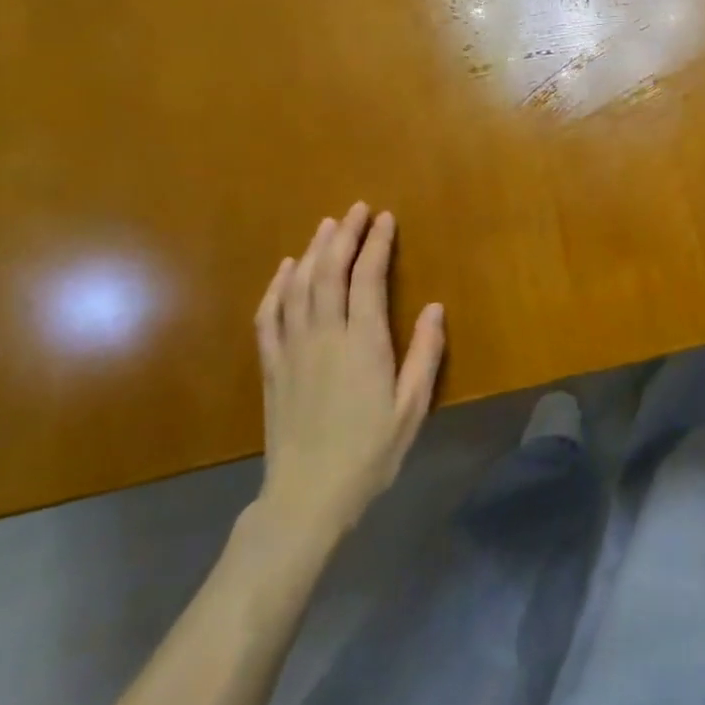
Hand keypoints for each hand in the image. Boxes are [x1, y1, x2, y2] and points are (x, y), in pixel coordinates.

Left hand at [248, 203, 445, 547]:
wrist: (307, 495)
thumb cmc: (370, 453)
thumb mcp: (411, 408)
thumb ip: (424, 355)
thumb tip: (434, 307)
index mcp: (363, 343)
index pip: (368, 278)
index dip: (376, 243)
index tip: (385, 218)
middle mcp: (325, 335)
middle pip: (330, 271)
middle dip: (344, 235)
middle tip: (357, 209)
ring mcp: (292, 349)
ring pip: (299, 286)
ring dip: (313, 251)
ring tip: (327, 225)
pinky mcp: (271, 366)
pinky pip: (269, 315)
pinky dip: (277, 286)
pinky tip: (285, 269)